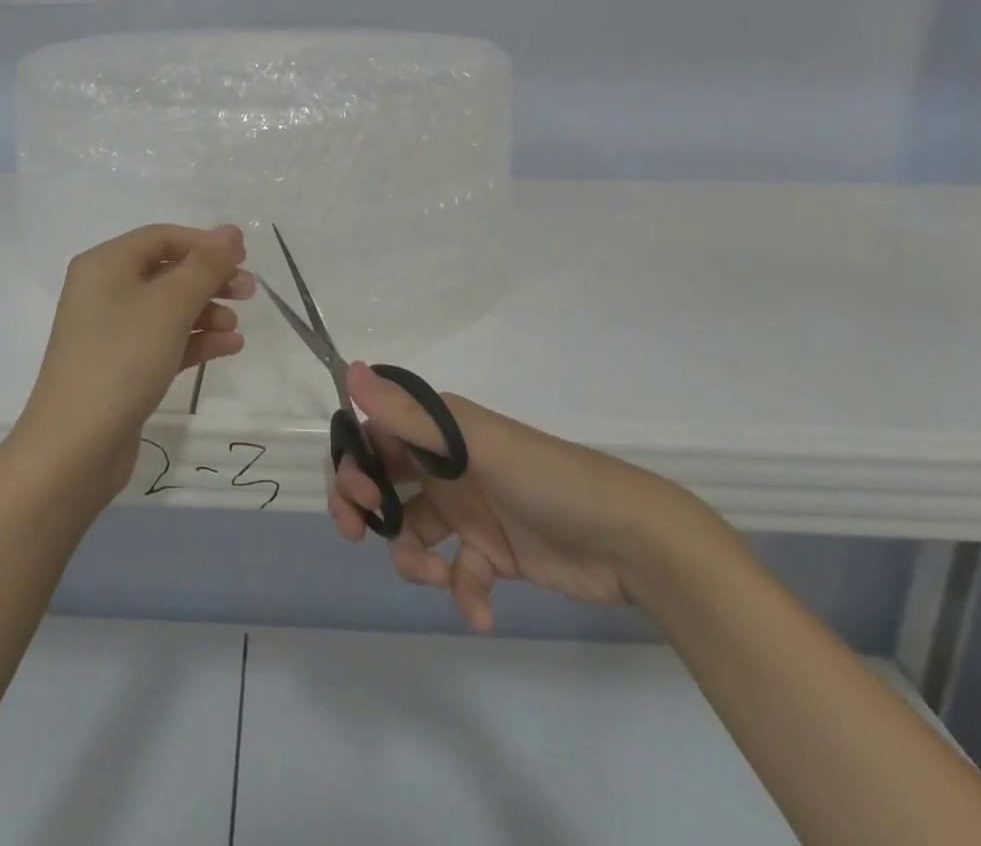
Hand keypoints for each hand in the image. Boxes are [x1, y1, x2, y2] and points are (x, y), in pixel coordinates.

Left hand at [18, 224, 254, 500]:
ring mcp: (111, 332)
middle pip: (167, 271)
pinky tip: (229, 348)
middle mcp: (104, 291)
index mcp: (105, 265)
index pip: (161, 237)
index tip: (244, 258)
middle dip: (210, 279)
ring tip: (236, 328)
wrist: (75, 447)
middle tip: (249, 292)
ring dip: (206, 312)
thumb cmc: (122, 359)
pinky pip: (164, 340)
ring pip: (168, 308)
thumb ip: (205, 265)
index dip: (204, 243)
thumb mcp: (169, 305)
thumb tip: (231, 231)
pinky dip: (195, 340)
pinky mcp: (122, 367)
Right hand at [330, 362, 717, 630]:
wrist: (629, 540)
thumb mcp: (475, 444)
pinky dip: (462, 593)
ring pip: (412, 532)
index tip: (360, 494)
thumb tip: (350, 370)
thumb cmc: (546, 478)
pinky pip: (457, 573)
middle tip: (358, 533)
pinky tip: (480, 609)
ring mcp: (469, 510)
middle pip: (384, 480)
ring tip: (438, 576)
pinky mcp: (491, 553)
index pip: (376, 435)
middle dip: (365, 507)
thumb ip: (410, 415)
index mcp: (440, 430)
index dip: (355, 461)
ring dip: (413, 559)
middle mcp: (447, 464)